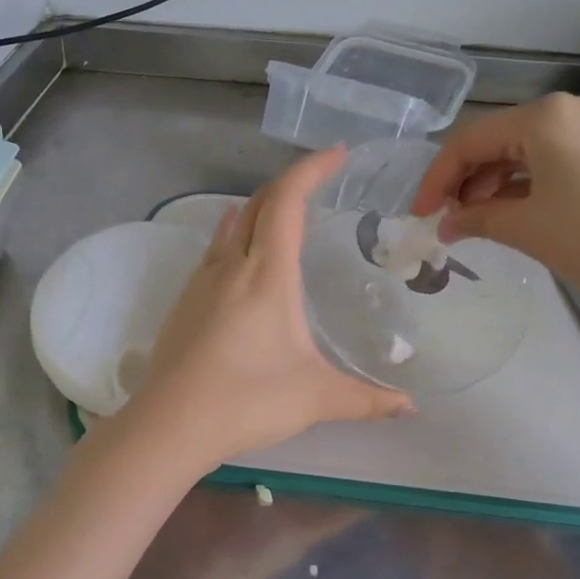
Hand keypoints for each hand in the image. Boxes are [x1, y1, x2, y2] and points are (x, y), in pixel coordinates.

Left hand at [123, 149, 411, 465]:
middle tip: (318, 183)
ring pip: (230, 225)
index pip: (287, 200)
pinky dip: (235, 237)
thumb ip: (366, 399)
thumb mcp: (316, 398)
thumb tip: (409, 407)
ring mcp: (201, 282)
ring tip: (284, 217)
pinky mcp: (183, 302)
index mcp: (267, 274)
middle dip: (290, 184)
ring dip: (259, 209)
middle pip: (258, 203)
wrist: (170, 424)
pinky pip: (213, 251)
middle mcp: (230, 265)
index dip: (311, 169)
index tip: (337, 154)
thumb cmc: (247, 400)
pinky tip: (242, 261)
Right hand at [411, 92, 579, 309]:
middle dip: (465, 181)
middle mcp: (566, 109)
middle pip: (495, 141)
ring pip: (523, 150)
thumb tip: (445, 224)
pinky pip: (550, 157)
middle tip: (447, 221)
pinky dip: (525, 183)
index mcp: (542, 118)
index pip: (469, 142)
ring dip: (493, 184)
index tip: (419, 215)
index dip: (436, 179)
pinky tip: (513, 212)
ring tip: (477, 222)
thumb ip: (477, 219)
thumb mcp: (528, 229)